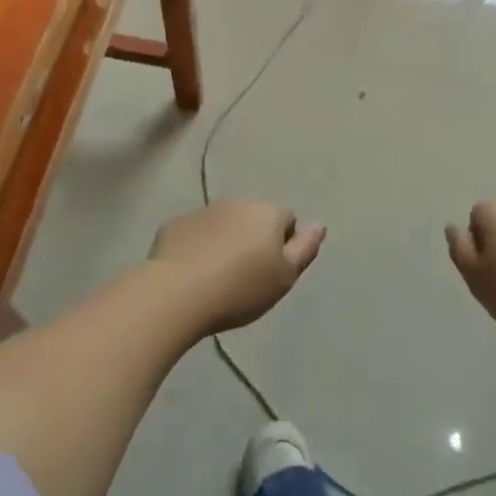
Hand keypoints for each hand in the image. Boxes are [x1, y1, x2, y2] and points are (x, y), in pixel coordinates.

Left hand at [150, 200, 325, 333]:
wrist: (177, 292)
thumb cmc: (240, 288)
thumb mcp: (284, 277)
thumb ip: (305, 249)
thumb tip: (320, 225)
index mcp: (267, 213)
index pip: (288, 220)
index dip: (284, 245)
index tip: (272, 272)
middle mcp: (237, 202)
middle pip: (254, 218)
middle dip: (253, 239)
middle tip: (246, 276)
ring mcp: (203, 211)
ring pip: (223, 224)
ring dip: (225, 241)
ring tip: (217, 277)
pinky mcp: (175, 225)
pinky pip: (194, 233)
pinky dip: (197, 247)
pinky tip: (191, 273)